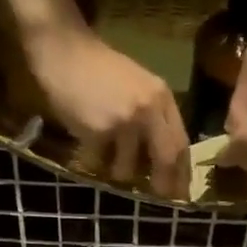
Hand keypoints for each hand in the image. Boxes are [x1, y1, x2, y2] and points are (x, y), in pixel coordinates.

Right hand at [20, 19, 190, 198]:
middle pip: (166, 159)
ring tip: (106, 154)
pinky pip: (99, 163)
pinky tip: (85, 143)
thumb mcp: (137, 87)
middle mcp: (148, 109)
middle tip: (158, 197)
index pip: (181, 143)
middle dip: (163, 184)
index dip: (182, 172)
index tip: (180, 192)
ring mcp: (124, 121)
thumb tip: (163, 163)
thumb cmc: (99, 70)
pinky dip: (91, 160)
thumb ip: (153, 118)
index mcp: (161, 98)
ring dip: (117, 170)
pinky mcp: (99, 130)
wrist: (64, 50)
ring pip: (129, 168)